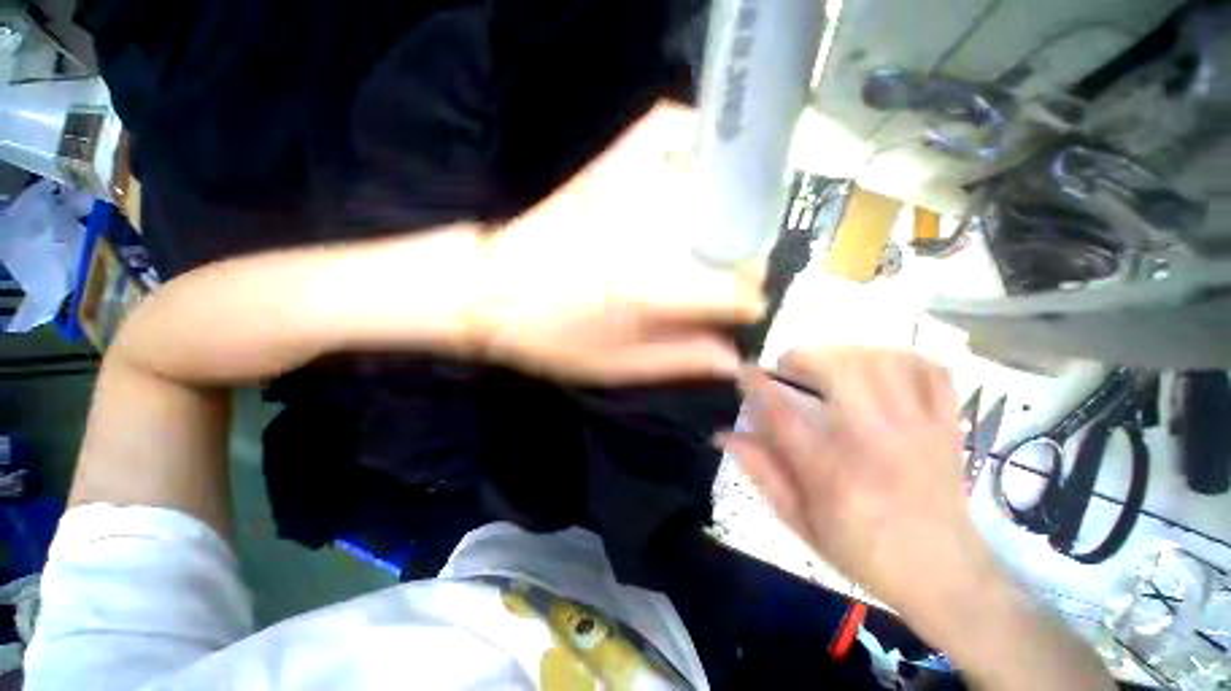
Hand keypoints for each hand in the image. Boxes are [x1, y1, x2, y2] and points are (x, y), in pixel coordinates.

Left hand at [467, 103, 765, 383]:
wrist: (491, 291)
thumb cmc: (553, 338)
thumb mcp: (618, 367)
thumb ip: (683, 360)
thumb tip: (736, 356)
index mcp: (655, 288)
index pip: (737, 290)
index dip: (748, 306)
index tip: (741, 315)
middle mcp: (654, 230)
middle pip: (738, 237)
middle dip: (745, 264)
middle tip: (733, 281)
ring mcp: (634, 186)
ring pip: (719, 181)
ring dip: (736, 211)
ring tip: (728, 237)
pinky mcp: (613, 165)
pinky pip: (670, 129)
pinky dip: (695, 139)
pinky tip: (700, 167)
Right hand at [726, 348, 998, 624]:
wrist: (945, 577)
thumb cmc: (863, 551)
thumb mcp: (799, 520)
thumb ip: (760, 471)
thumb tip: (723, 435)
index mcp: (830, 470)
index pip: (780, 411)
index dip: (755, 382)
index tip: (743, 368)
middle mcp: (873, 441)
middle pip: (839, 370)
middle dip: (804, 356)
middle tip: (790, 366)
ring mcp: (917, 430)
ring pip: (884, 362)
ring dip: (848, 354)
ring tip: (831, 365)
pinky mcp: (947, 428)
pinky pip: (933, 374)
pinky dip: (904, 360)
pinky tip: (883, 368)